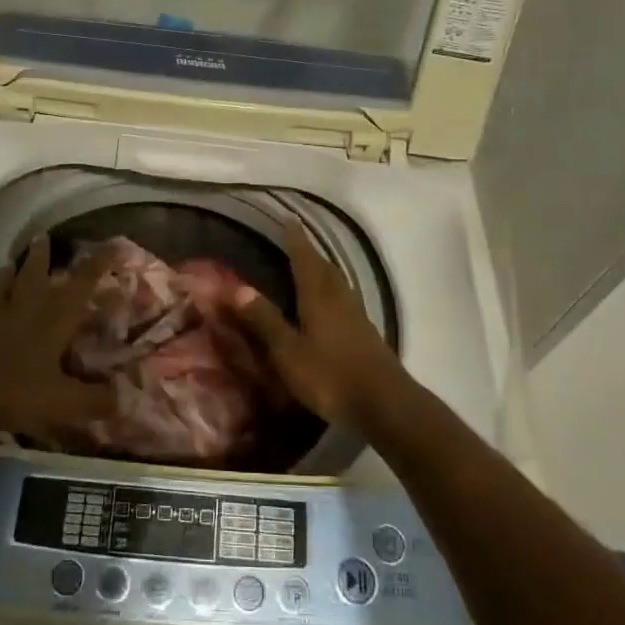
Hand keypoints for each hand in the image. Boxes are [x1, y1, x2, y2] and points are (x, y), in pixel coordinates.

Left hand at [0, 235, 116, 439]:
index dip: (99, 263)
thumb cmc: (17, 391)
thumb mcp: (65, 402)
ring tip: (10, 263)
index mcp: (54, 318)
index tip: (113, 244)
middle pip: (34, 274)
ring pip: (3, 286)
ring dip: (9, 273)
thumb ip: (96, 401)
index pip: (82, 283)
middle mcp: (26, 309)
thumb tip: (126, 399)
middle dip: (41, 255)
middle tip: (43, 237)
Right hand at [232, 219, 412, 425]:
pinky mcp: (367, 335)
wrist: (385, 404)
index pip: (305, 260)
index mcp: (319, 298)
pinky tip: (332, 305)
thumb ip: (265, 320)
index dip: (296, 240)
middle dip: (310, 253)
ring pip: (339, 284)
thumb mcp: (288, 351)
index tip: (289, 220)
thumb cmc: (330, 375)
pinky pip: (347, 301)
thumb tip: (238, 287)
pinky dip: (335, 293)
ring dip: (325, 272)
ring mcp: (357, 317)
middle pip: (325, 268)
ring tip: (313, 268)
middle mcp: (340, 300)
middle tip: (297, 242)